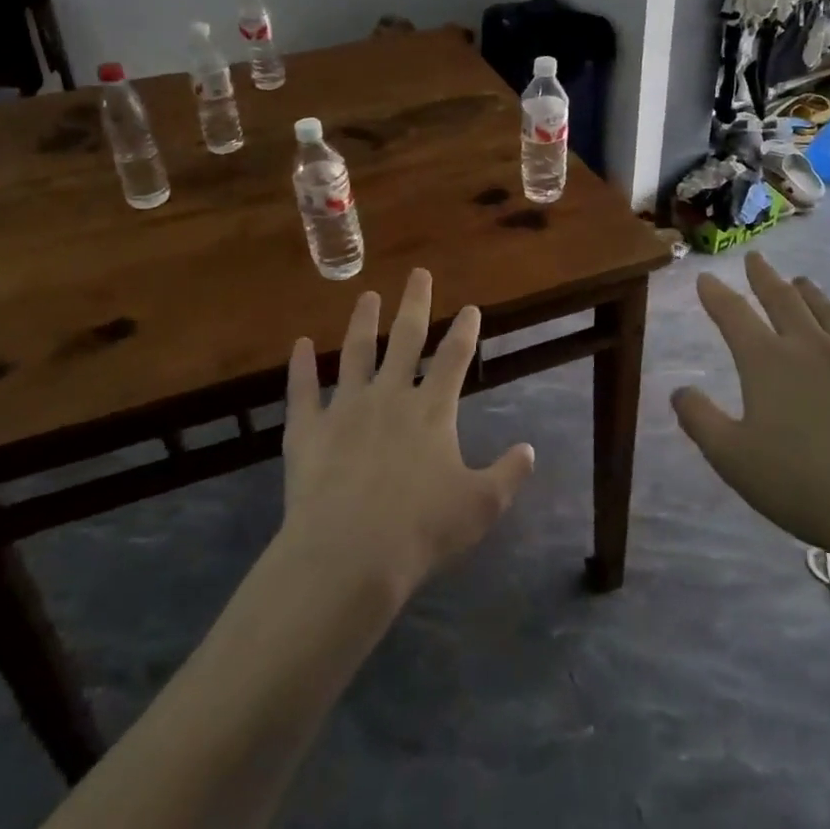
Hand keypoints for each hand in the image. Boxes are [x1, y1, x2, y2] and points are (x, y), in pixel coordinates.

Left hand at [282, 269, 535, 601]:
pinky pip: (302, 390)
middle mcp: (390, 397)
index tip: (470, 307)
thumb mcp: (481, 506)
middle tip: (418, 273)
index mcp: (432, 411)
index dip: (465, 330)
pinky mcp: (308, 430)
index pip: (454, 358)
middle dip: (415, 303)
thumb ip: (508, 474)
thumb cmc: (422, 530)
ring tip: (367, 296)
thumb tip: (529, 449)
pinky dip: (301, 367)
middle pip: (405, 338)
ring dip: (362, 322)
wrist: (349, 555)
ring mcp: (345, 409)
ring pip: (355, 353)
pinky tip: (300, 344)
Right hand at [671, 252, 829, 588]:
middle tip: (756, 259)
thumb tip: (679, 391)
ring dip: (813, 295)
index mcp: (767, 362)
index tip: (705, 277)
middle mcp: (811, 349)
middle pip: (784, 301)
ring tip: (803, 282)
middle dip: (765, 277)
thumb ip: (700, 420)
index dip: (716, 294)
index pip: (734, 315)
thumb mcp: (732, 458)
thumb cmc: (802, 484)